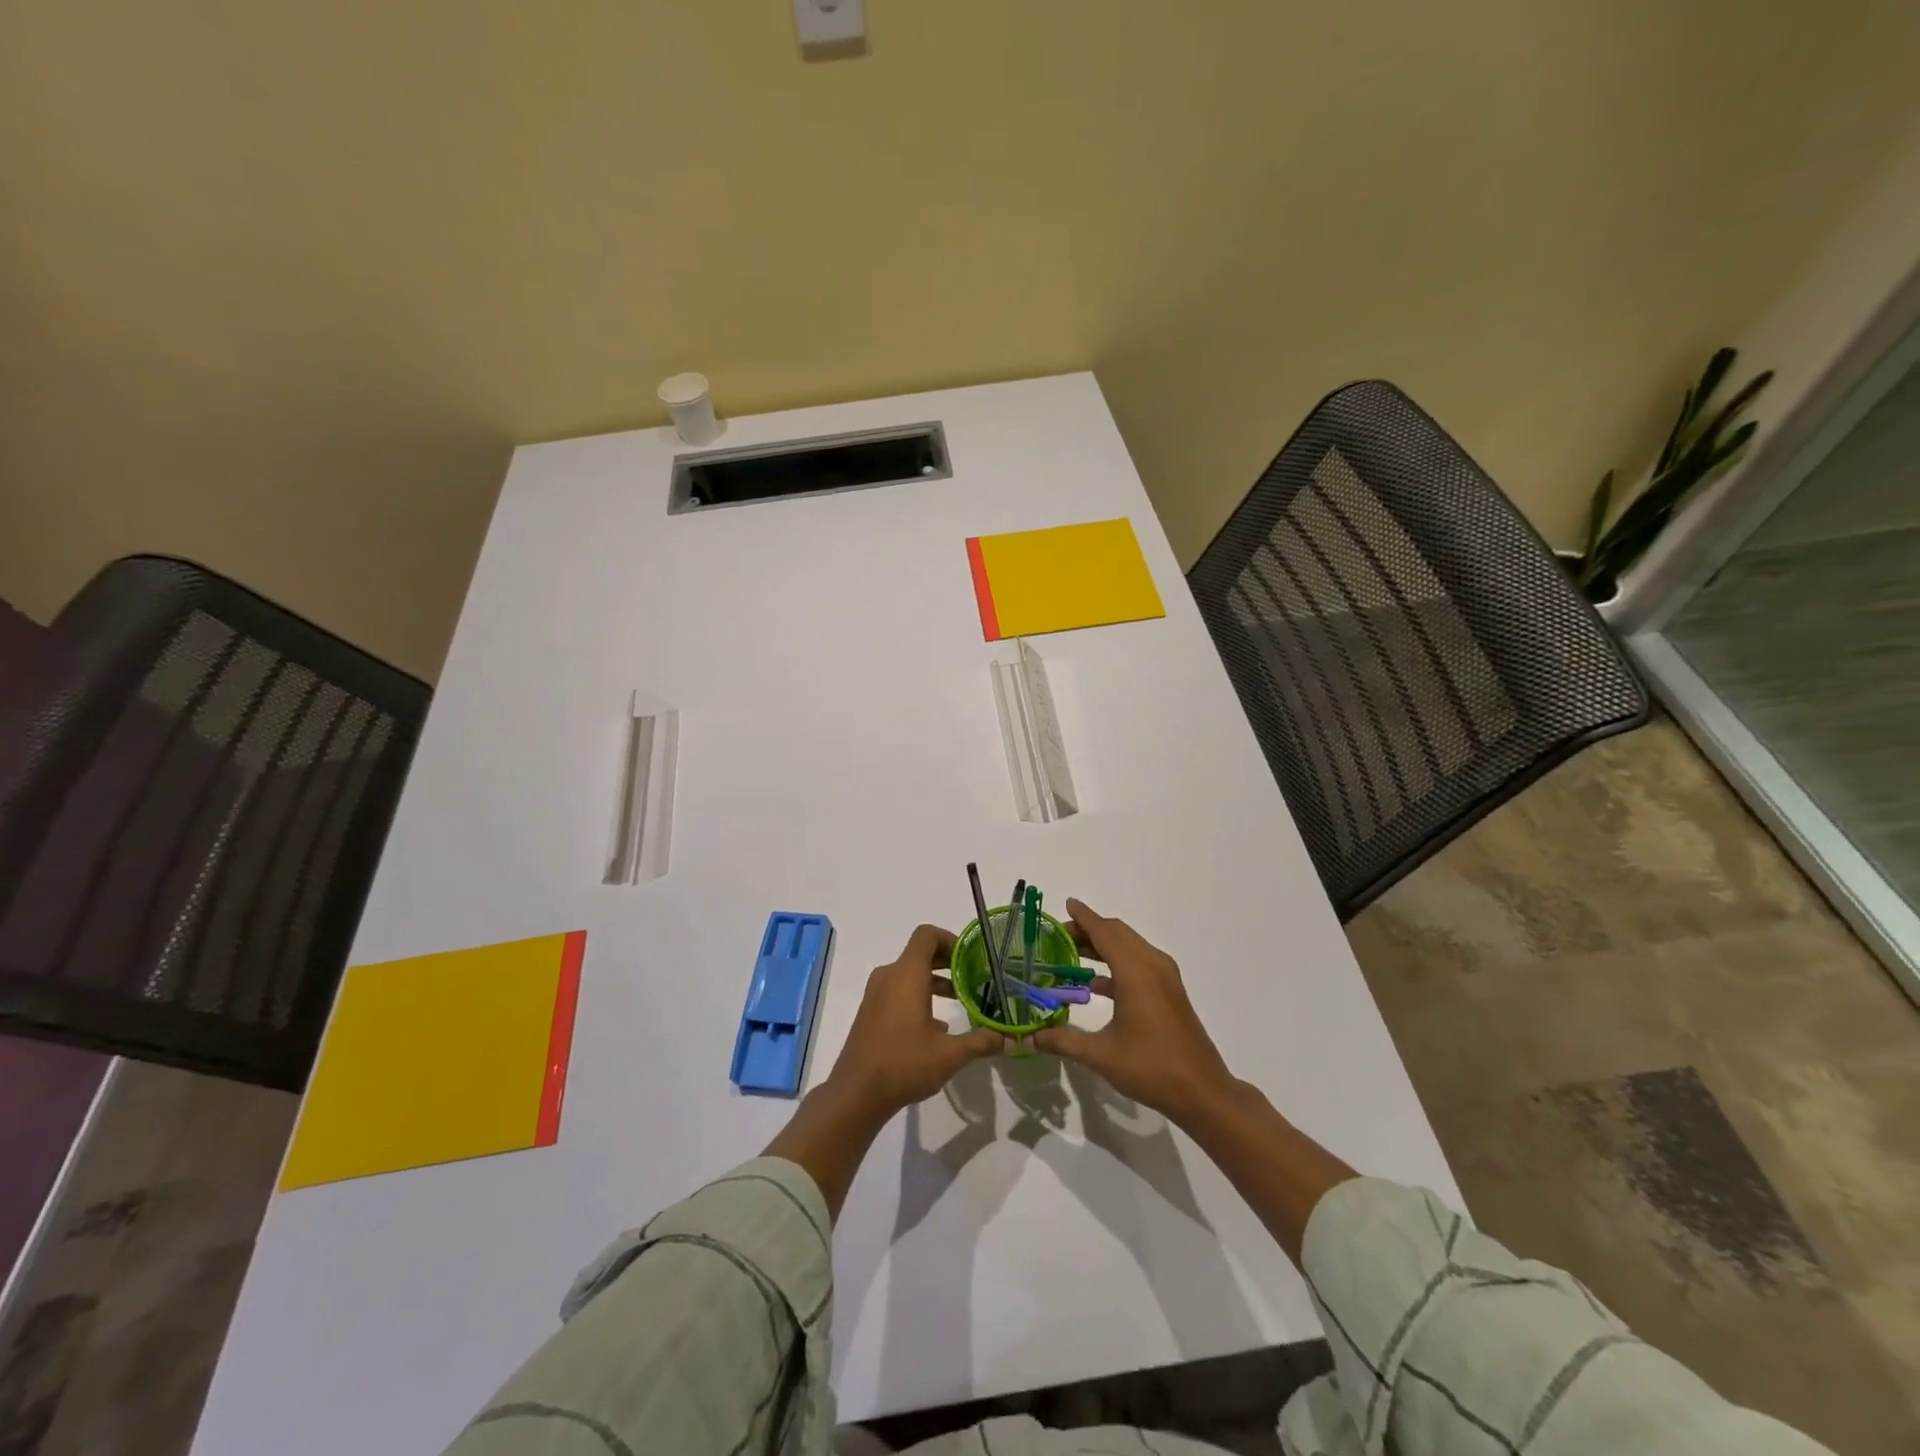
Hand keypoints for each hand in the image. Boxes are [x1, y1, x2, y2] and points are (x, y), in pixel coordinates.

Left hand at [826, 924, 1004, 1118]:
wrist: (856, 1092)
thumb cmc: (904, 1063)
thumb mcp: (949, 1055)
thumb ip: (980, 1042)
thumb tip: (1008, 1039)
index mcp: (907, 975)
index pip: (927, 935)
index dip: (950, 939)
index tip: (970, 958)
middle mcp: (889, 976)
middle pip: (920, 953)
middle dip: (947, 961)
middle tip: (972, 977)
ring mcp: (876, 994)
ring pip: (909, 973)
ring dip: (934, 980)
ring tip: (959, 1000)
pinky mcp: (870, 1011)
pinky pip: (897, 990)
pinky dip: (918, 995)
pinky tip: (936, 1026)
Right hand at [1031, 898, 1234, 1125]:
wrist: (1202, 1091)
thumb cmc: (1151, 1067)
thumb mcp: (1101, 1055)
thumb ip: (1063, 1041)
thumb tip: (1031, 1038)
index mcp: (1135, 972)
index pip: (1104, 932)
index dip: (1084, 917)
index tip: (1067, 903)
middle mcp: (1152, 965)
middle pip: (1118, 934)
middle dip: (1090, 929)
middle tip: (1060, 936)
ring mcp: (1165, 977)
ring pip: (1130, 946)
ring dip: (1104, 945)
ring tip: (1073, 954)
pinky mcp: (1170, 991)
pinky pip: (1139, 962)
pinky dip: (1117, 962)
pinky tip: (1096, 984)